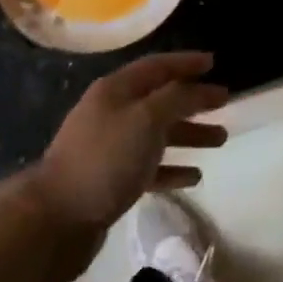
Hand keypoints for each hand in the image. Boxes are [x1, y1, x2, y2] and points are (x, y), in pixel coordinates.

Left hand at [27, 52, 228, 232]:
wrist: (57, 219)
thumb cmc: (106, 159)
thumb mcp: (146, 119)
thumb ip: (176, 99)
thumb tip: (197, 87)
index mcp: (116, 90)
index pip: (157, 66)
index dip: (186, 62)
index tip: (214, 63)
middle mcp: (112, 112)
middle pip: (160, 99)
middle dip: (193, 100)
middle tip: (225, 102)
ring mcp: (110, 147)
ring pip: (158, 133)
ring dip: (189, 133)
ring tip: (221, 139)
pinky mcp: (111, 180)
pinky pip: (149, 166)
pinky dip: (173, 167)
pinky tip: (195, 176)